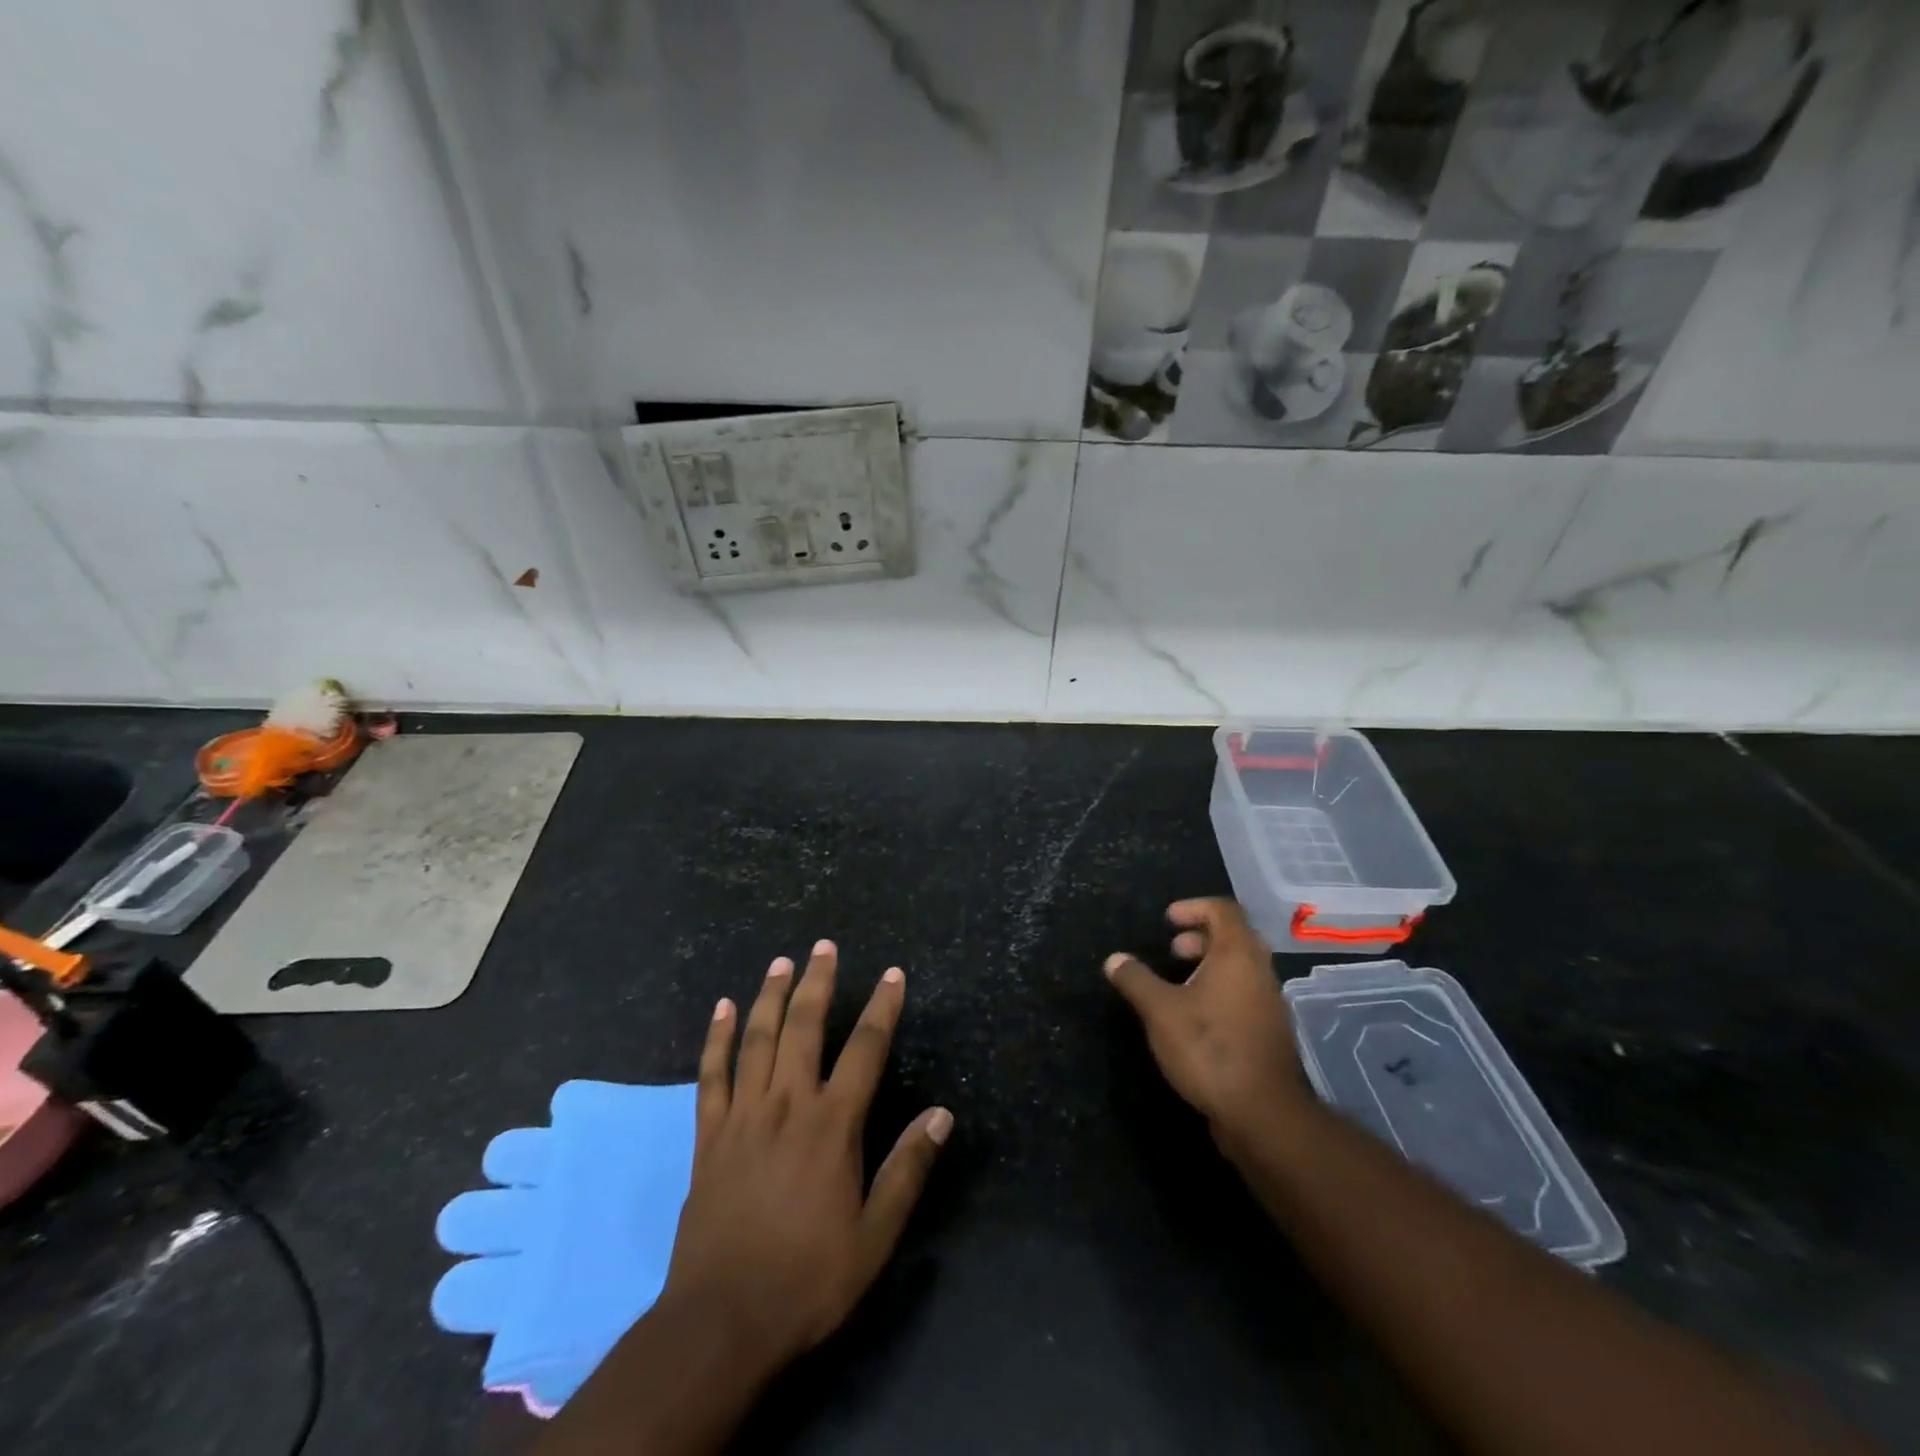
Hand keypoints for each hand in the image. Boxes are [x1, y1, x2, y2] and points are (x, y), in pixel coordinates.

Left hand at [661, 941, 951, 1376]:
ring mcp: (743, 1116)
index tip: (893, 974)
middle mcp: (787, 1105)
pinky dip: (715, 1038)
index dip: (883, 1008)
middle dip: (817, 983)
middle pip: (805, 1028)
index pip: (865, 1050)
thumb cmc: (808, 1278)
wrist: (723, 1322)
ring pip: (757, 1040)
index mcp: (832, 1126)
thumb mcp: (875, 1236)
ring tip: (781, 962)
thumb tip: (941, 1114)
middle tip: (824, 946)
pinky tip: (720, 1009)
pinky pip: (711, 1075)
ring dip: (770, 996)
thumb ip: (908, 1170)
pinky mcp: (709, 1136)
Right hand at [1105, 899, 1310, 1143]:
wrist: (1261, 1113)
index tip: (1168, 921)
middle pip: (1235, 936)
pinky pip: (1246, 994)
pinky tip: (1196, 1016)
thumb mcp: (1159, 1011)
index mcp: (1237, 955)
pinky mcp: (1270, 1032)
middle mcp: (1260, 971)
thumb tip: (1114, 959)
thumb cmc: (1208, 1048)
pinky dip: (1221, 990)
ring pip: (1242, 967)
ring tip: (1178, 983)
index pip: (1224, 910)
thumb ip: (1136, 980)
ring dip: (1210, 965)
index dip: (1194, 907)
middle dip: (1200, 936)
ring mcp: (1270, 1003)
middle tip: (1172, 950)